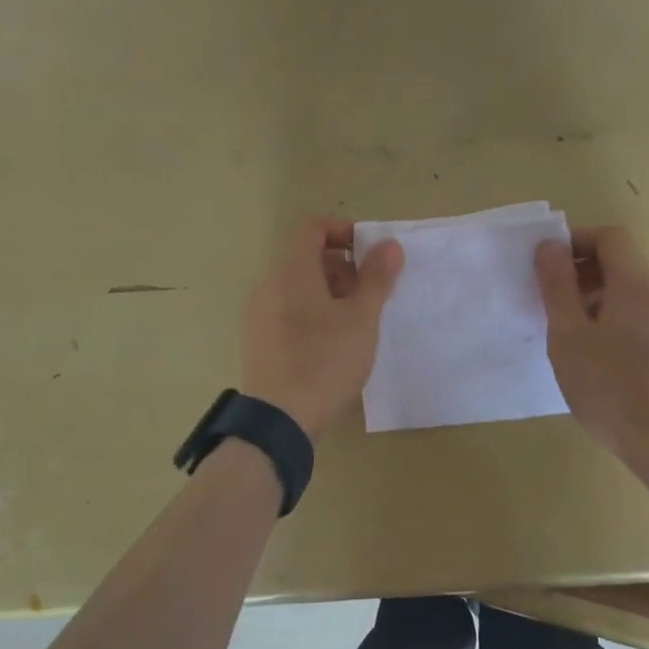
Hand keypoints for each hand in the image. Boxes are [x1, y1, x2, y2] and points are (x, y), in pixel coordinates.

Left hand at [242, 218, 403, 439]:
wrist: (279, 420)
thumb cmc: (325, 361)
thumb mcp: (361, 318)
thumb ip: (377, 278)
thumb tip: (389, 244)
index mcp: (292, 272)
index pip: (312, 228)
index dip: (343, 231)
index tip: (370, 254)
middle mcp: (269, 286)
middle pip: (305, 259)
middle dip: (342, 268)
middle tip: (369, 295)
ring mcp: (259, 315)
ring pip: (297, 288)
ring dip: (329, 293)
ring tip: (355, 324)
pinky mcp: (258, 342)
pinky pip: (287, 312)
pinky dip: (312, 314)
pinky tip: (331, 346)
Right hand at [534, 226, 648, 460]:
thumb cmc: (610, 388)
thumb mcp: (568, 336)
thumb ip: (557, 286)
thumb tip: (550, 246)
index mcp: (638, 285)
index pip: (611, 237)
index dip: (577, 241)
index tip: (549, 266)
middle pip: (622, 264)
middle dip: (583, 273)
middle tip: (552, 304)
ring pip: (633, 291)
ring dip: (599, 298)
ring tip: (572, 335)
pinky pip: (645, 314)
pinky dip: (618, 318)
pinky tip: (600, 356)